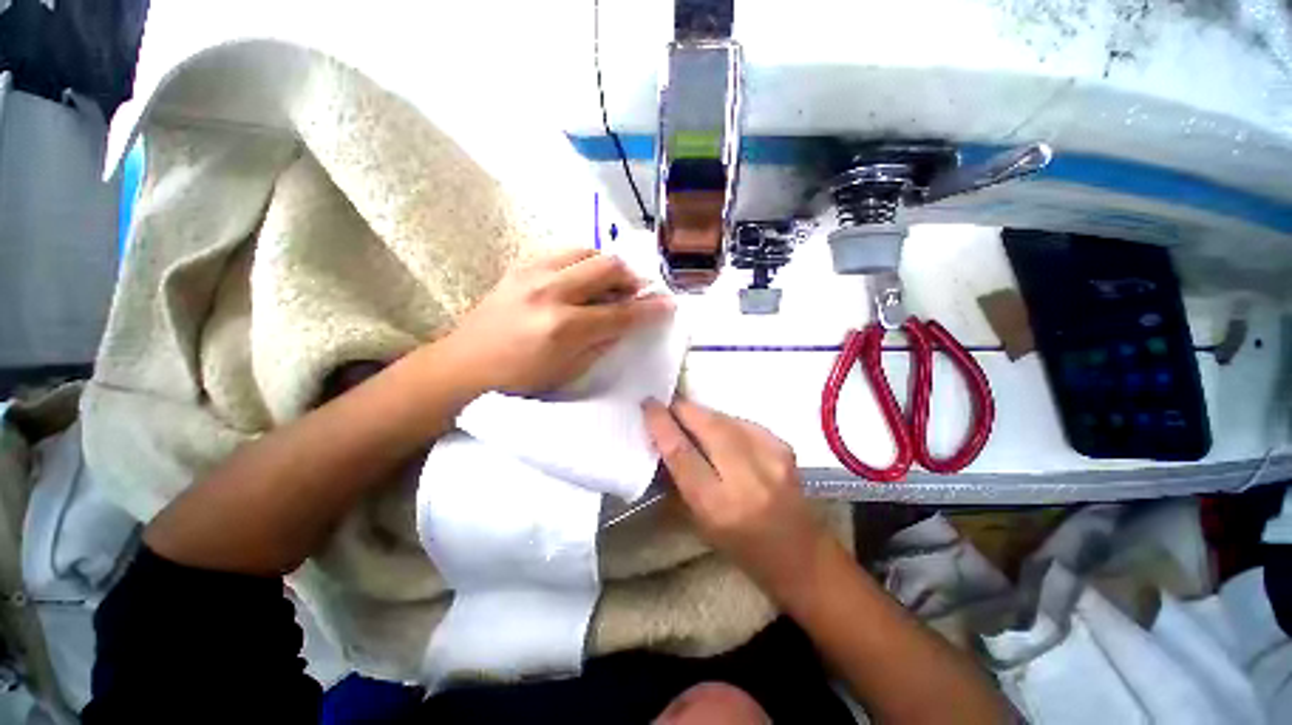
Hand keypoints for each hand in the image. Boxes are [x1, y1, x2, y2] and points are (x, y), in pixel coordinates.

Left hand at [447, 249, 673, 394]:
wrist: (465, 364)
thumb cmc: (519, 380)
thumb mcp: (569, 372)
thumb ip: (602, 343)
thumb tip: (626, 323)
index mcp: (564, 328)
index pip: (621, 312)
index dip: (650, 308)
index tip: (668, 303)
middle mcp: (551, 292)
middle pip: (608, 267)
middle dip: (631, 278)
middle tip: (634, 294)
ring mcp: (532, 273)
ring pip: (587, 250)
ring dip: (606, 266)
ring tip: (607, 285)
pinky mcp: (520, 265)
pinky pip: (563, 251)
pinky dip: (582, 262)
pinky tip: (580, 279)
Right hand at [642, 398, 827, 595]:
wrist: (801, 555)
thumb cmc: (742, 548)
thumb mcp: (700, 521)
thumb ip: (679, 478)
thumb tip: (662, 440)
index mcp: (718, 504)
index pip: (681, 452)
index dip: (661, 423)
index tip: (648, 404)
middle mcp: (746, 477)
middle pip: (707, 425)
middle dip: (682, 409)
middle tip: (667, 403)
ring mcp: (770, 458)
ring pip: (725, 418)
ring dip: (703, 414)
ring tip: (689, 416)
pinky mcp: (785, 447)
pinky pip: (744, 422)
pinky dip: (726, 421)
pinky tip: (720, 428)